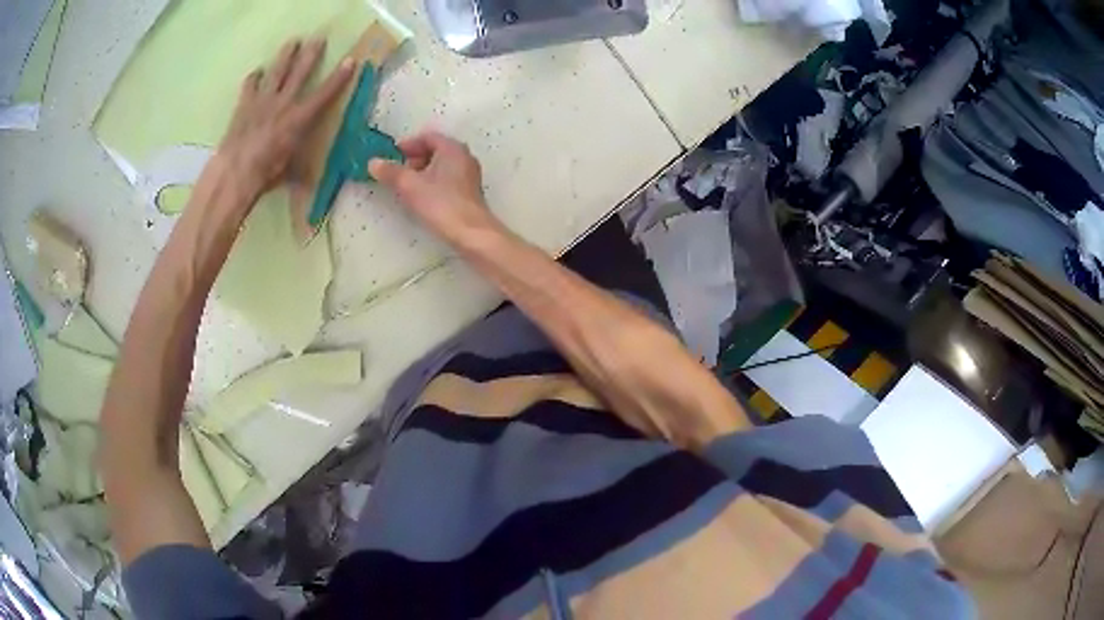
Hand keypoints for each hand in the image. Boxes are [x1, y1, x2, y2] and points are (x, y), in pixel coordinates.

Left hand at [218, 38, 354, 200]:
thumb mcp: (289, 172)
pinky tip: (257, 72)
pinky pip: (250, 85)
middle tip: (319, 37)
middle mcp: (284, 103)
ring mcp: (262, 101)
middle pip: (300, 72)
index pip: (325, 93)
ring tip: (293, 41)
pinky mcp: (244, 105)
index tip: (351, 60)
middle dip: (311, 54)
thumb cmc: (266, 174)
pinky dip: (254, 78)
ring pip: (277, 72)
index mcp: (300, 118)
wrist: (235, 172)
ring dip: (286, 55)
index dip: (339, 77)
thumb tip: (309, 181)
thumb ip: (299, 167)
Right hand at [369, 131, 500, 243]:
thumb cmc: (440, 203)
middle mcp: (464, 157)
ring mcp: (469, 175)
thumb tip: (373, 162)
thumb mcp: (409, 185)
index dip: (408, 144)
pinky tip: (423, 198)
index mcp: (452, 148)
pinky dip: (432, 183)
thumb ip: (390, 172)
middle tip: (398, 172)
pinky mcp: (469, 192)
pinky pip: (447, 179)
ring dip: (422, 172)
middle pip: (435, 150)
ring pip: (441, 166)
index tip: (393, 155)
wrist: (470, 232)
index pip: (428, 137)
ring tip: (407, 187)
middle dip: (414, 159)